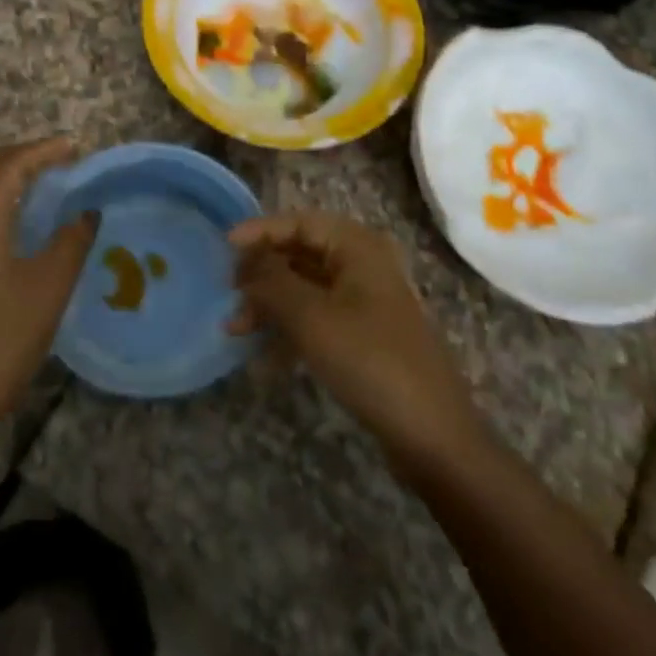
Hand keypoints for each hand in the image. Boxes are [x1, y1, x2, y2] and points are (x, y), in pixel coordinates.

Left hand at [0, 138, 96, 489]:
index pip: (10, 165)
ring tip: (34, 178)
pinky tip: (7, 213)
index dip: (43, 151)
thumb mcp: (49, 288)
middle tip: (57, 159)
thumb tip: (87, 211)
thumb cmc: (0, 339)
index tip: (75, 147)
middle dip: (18, 155)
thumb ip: (72, 242)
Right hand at [230, 214, 480, 462]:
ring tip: (236, 329)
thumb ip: (272, 281)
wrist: (431, 433)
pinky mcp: (365, 335)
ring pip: (306, 288)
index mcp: (358, 247)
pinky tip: (264, 355)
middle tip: (229, 294)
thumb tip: (247, 261)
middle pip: (301, 254)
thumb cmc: (369, 360)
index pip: (300, 222)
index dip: (260, 231)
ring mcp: (366, 302)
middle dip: (262, 273)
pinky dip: (289, 328)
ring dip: (270, 304)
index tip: (224, 246)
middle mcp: (363, 265)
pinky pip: (318, 317)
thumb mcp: (311, 317)